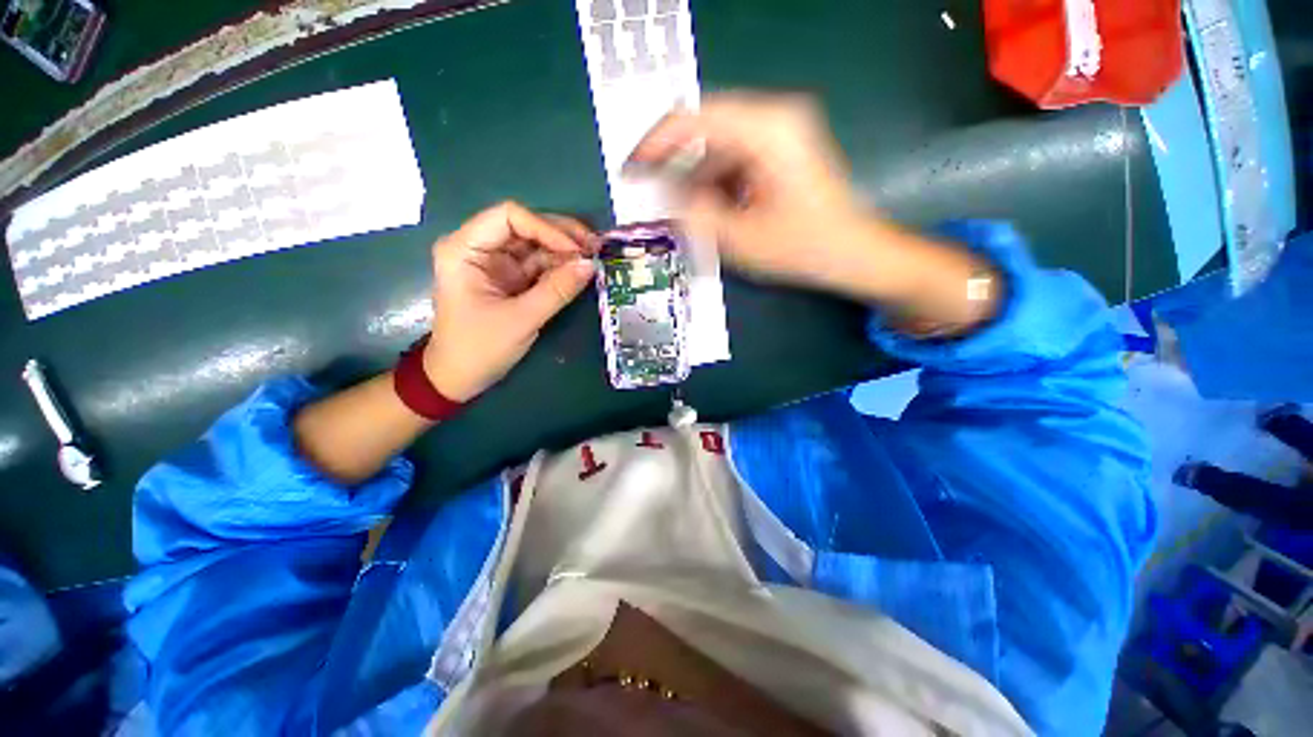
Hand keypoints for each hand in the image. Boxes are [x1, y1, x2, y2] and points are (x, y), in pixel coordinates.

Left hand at [424, 202, 596, 402]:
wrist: (460, 378)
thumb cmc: (480, 348)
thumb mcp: (521, 319)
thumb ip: (557, 290)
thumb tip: (591, 265)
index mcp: (465, 249)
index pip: (509, 217)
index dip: (547, 228)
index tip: (577, 250)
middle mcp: (480, 248)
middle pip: (526, 227)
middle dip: (562, 236)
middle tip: (595, 248)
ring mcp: (497, 264)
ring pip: (536, 245)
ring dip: (565, 251)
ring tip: (594, 260)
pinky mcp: (510, 279)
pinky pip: (539, 265)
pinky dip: (560, 268)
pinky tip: (580, 272)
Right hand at [630, 93, 999, 333]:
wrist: (854, 255)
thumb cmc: (804, 249)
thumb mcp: (740, 239)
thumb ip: (694, 215)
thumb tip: (662, 195)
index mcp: (768, 130)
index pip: (694, 118)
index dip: (656, 143)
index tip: (631, 167)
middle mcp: (775, 118)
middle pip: (706, 129)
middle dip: (674, 164)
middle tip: (650, 192)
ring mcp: (781, 133)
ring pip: (718, 146)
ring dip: (695, 178)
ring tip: (682, 212)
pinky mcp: (781, 151)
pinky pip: (734, 158)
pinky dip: (715, 182)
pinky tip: (710, 209)